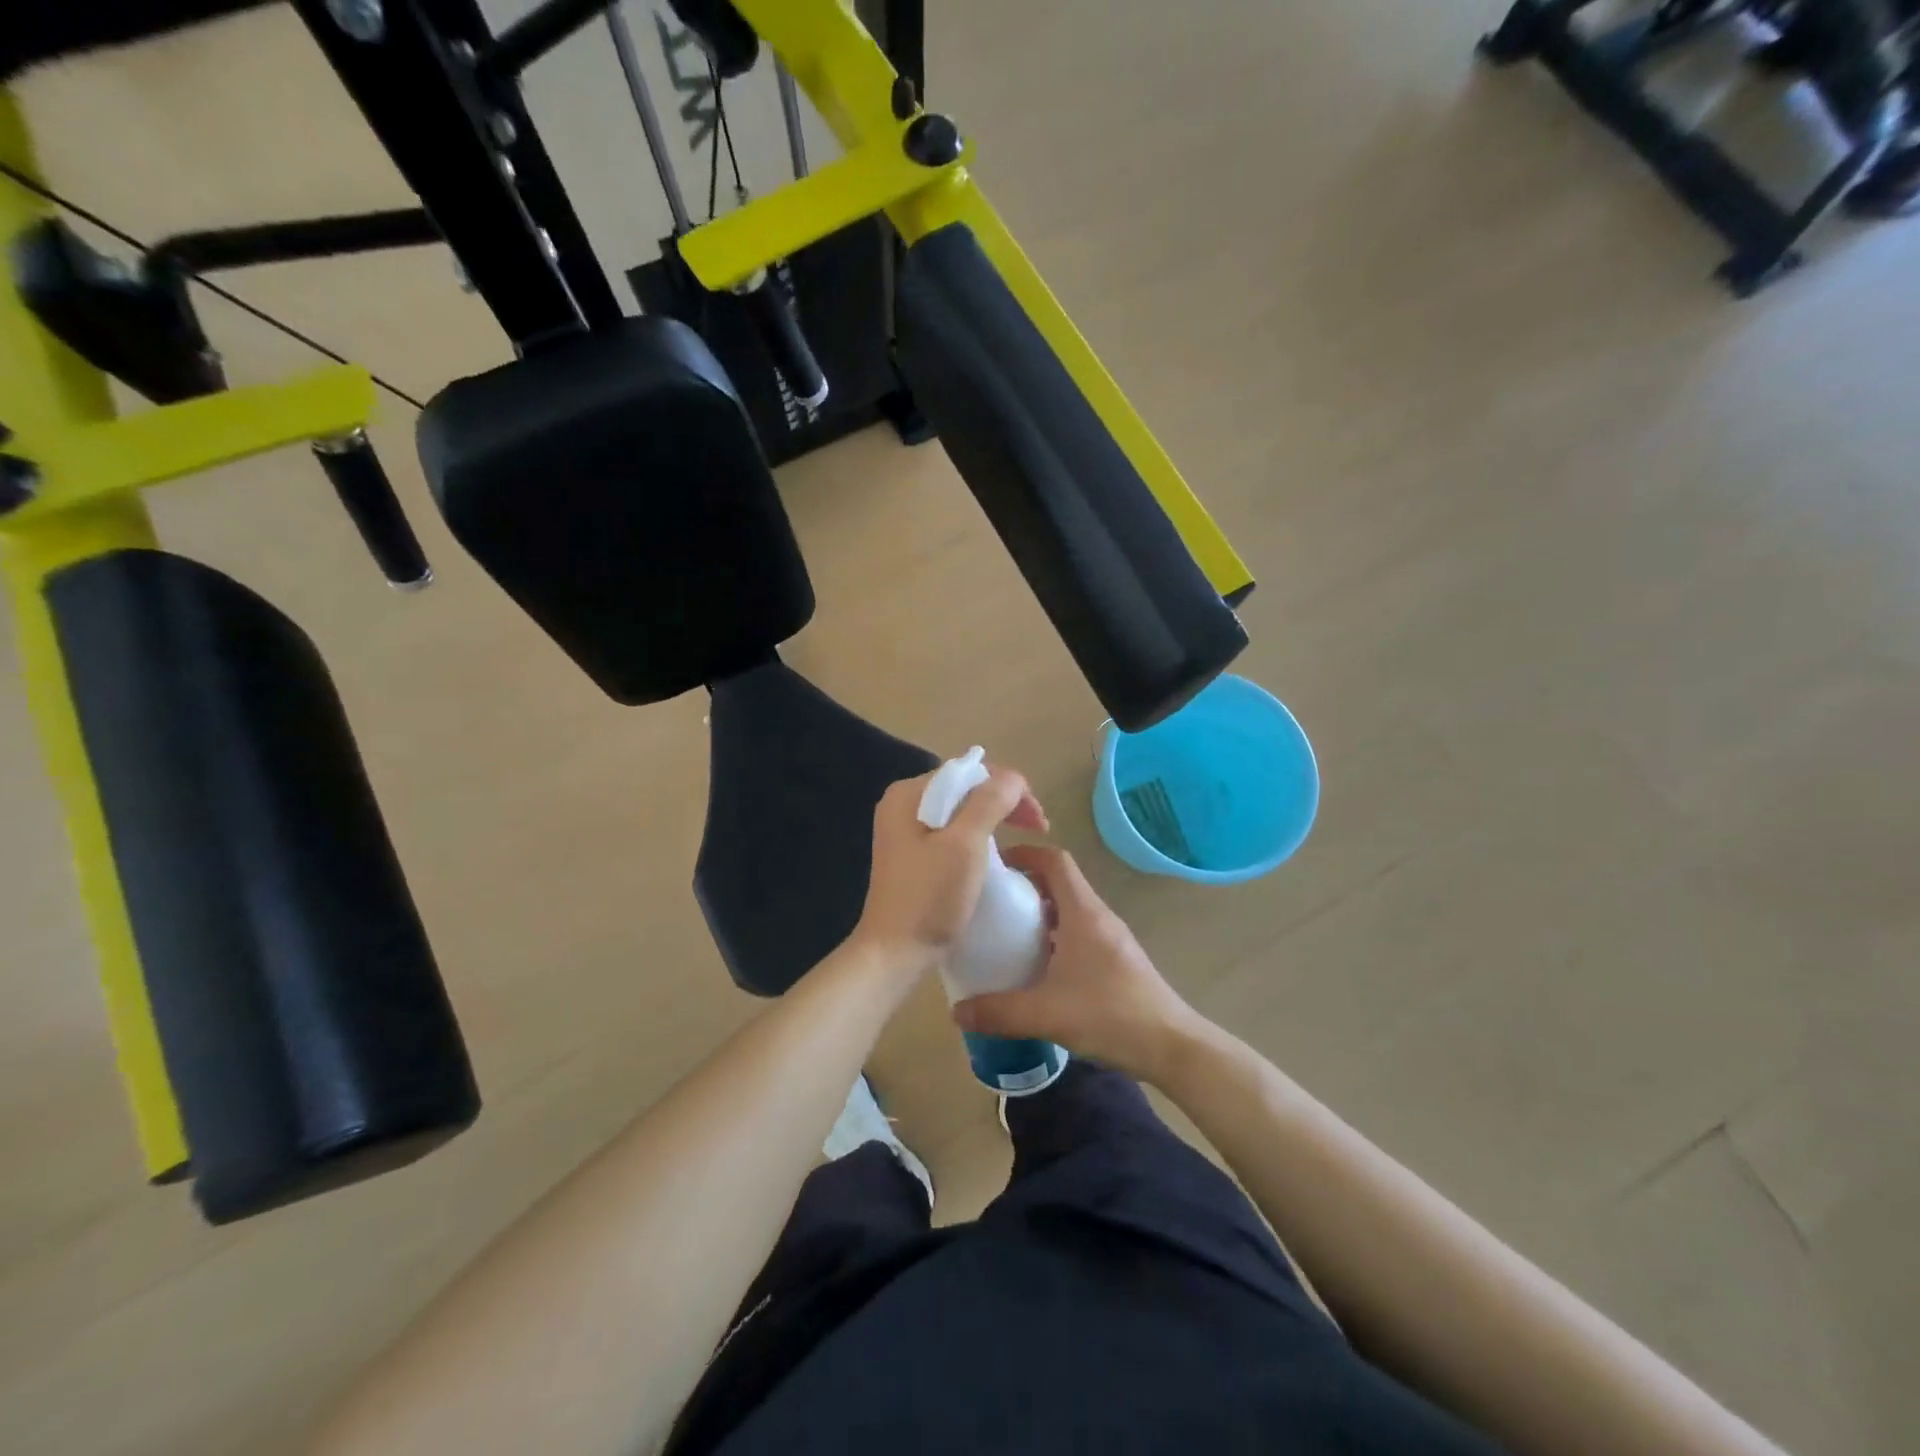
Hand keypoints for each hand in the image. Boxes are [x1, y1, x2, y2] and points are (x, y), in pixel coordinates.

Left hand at [851, 763, 1046, 975]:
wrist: (894, 953)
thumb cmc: (930, 897)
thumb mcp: (965, 844)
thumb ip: (990, 802)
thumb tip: (1012, 778)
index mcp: (908, 794)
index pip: (969, 772)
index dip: (1009, 788)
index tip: (1038, 819)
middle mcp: (901, 804)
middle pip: (964, 789)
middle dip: (1004, 802)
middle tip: (1038, 827)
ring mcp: (903, 830)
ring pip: (960, 811)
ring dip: (994, 819)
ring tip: (1023, 836)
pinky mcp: (911, 855)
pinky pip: (951, 832)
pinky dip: (977, 836)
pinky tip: (994, 852)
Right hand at [952, 845, 1203, 1082]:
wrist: (1172, 1046)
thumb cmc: (1110, 1015)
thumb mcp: (1046, 1014)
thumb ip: (998, 1012)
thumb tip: (956, 1012)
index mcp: (1083, 913)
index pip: (1055, 861)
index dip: (1026, 853)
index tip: (996, 863)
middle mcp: (1098, 917)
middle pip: (1060, 882)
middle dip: (1026, 884)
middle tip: (992, 902)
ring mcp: (1111, 938)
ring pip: (1071, 909)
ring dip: (1041, 913)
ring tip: (1008, 933)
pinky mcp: (1117, 959)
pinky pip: (1080, 932)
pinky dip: (1056, 936)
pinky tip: (1039, 967)